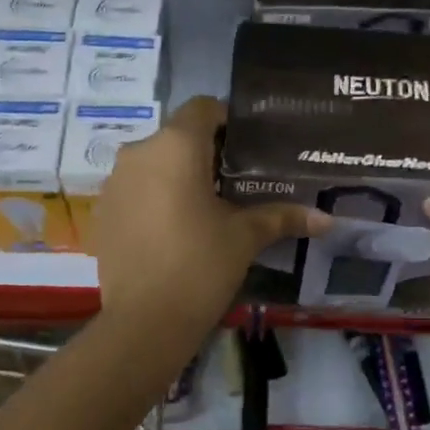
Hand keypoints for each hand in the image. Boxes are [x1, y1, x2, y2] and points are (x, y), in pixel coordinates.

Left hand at [94, 96, 326, 334]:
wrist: (145, 322)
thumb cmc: (201, 266)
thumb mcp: (246, 237)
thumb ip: (282, 217)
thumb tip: (326, 219)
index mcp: (175, 146)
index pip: (203, 108)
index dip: (228, 119)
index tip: (249, 146)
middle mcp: (138, 153)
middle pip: (177, 136)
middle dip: (205, 153)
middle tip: (235, 182)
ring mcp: (114, 183)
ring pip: (153, 164)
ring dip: (178, 176)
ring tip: (205, 208)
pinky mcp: (102, 212)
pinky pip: (134, 190)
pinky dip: (154, 198)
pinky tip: (173, 230)